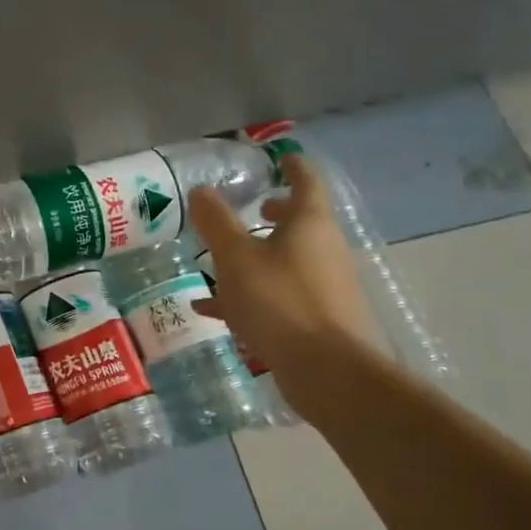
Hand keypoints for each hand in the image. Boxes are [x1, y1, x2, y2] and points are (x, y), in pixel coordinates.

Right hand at [188, 153, 380, 415]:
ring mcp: (324, 286)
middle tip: (252, 209)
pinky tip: (213, 309)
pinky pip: (279, 295)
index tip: (279, 158)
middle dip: (275, 214)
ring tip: (223, 261)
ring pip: (288, 260)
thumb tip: (201, 189)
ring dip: (260, 255)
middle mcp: (324, 249)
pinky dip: (251, 294)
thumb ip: (216, 222)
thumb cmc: (279, 301)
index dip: (291, 166)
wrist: (328, 371)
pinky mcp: (318, 319)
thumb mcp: (235, 257)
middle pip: (301, 222)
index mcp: (309, 224)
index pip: (305, 181)